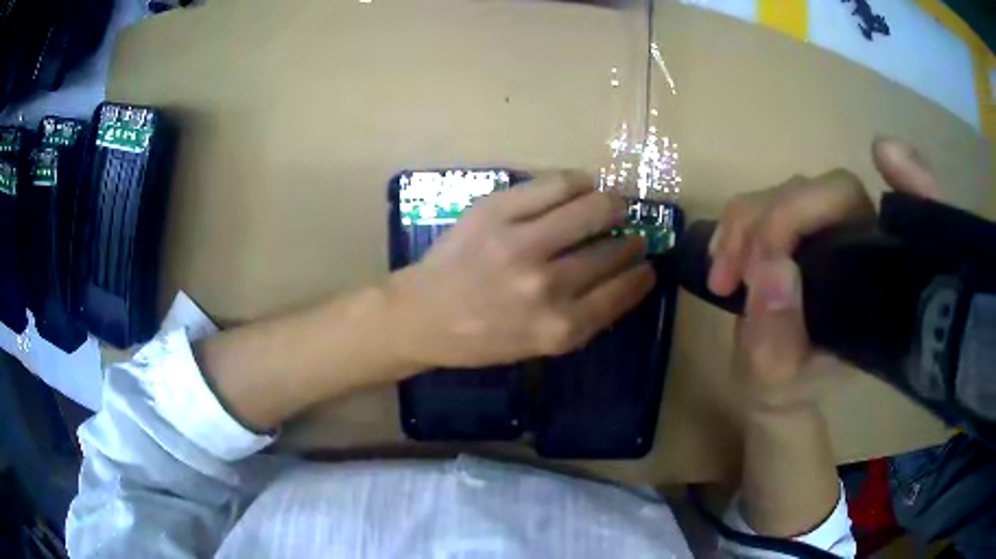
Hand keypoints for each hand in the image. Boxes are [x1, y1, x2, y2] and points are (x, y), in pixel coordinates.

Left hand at [386, 171, 654, 368]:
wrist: (422, 316)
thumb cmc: (480, 338)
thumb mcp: (538, 347)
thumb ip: (582, 319)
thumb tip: (622, 278)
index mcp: (559, 328)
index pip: (622, 292)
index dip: (642, 275)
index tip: (648, 266)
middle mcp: (546, 286)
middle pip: (612, 250)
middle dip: (631, 241)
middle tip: (632, 234)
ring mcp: (521, 243)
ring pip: (593, 209)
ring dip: (614, 205)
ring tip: (615, 204)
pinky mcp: (497, 211)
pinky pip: (557, 184)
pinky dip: (579, 182)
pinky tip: (584, 186)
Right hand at [711, 138, 940, 394]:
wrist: (772, 378)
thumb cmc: (788, 384)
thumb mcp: (776, 380)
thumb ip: (776, 338)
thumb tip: (773, 268)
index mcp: (879, 283)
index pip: (907, 222)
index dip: (914, 181)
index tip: (884, 157)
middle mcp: (864, 243)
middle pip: (834, 192)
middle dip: (781, 219)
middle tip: (742, 270)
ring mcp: (831, 227)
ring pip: (793, 189)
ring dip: (749, 223)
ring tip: (724, 275)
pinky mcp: (800, 221)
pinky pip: (766, 197)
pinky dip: (738, 221)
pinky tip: (723, 257)